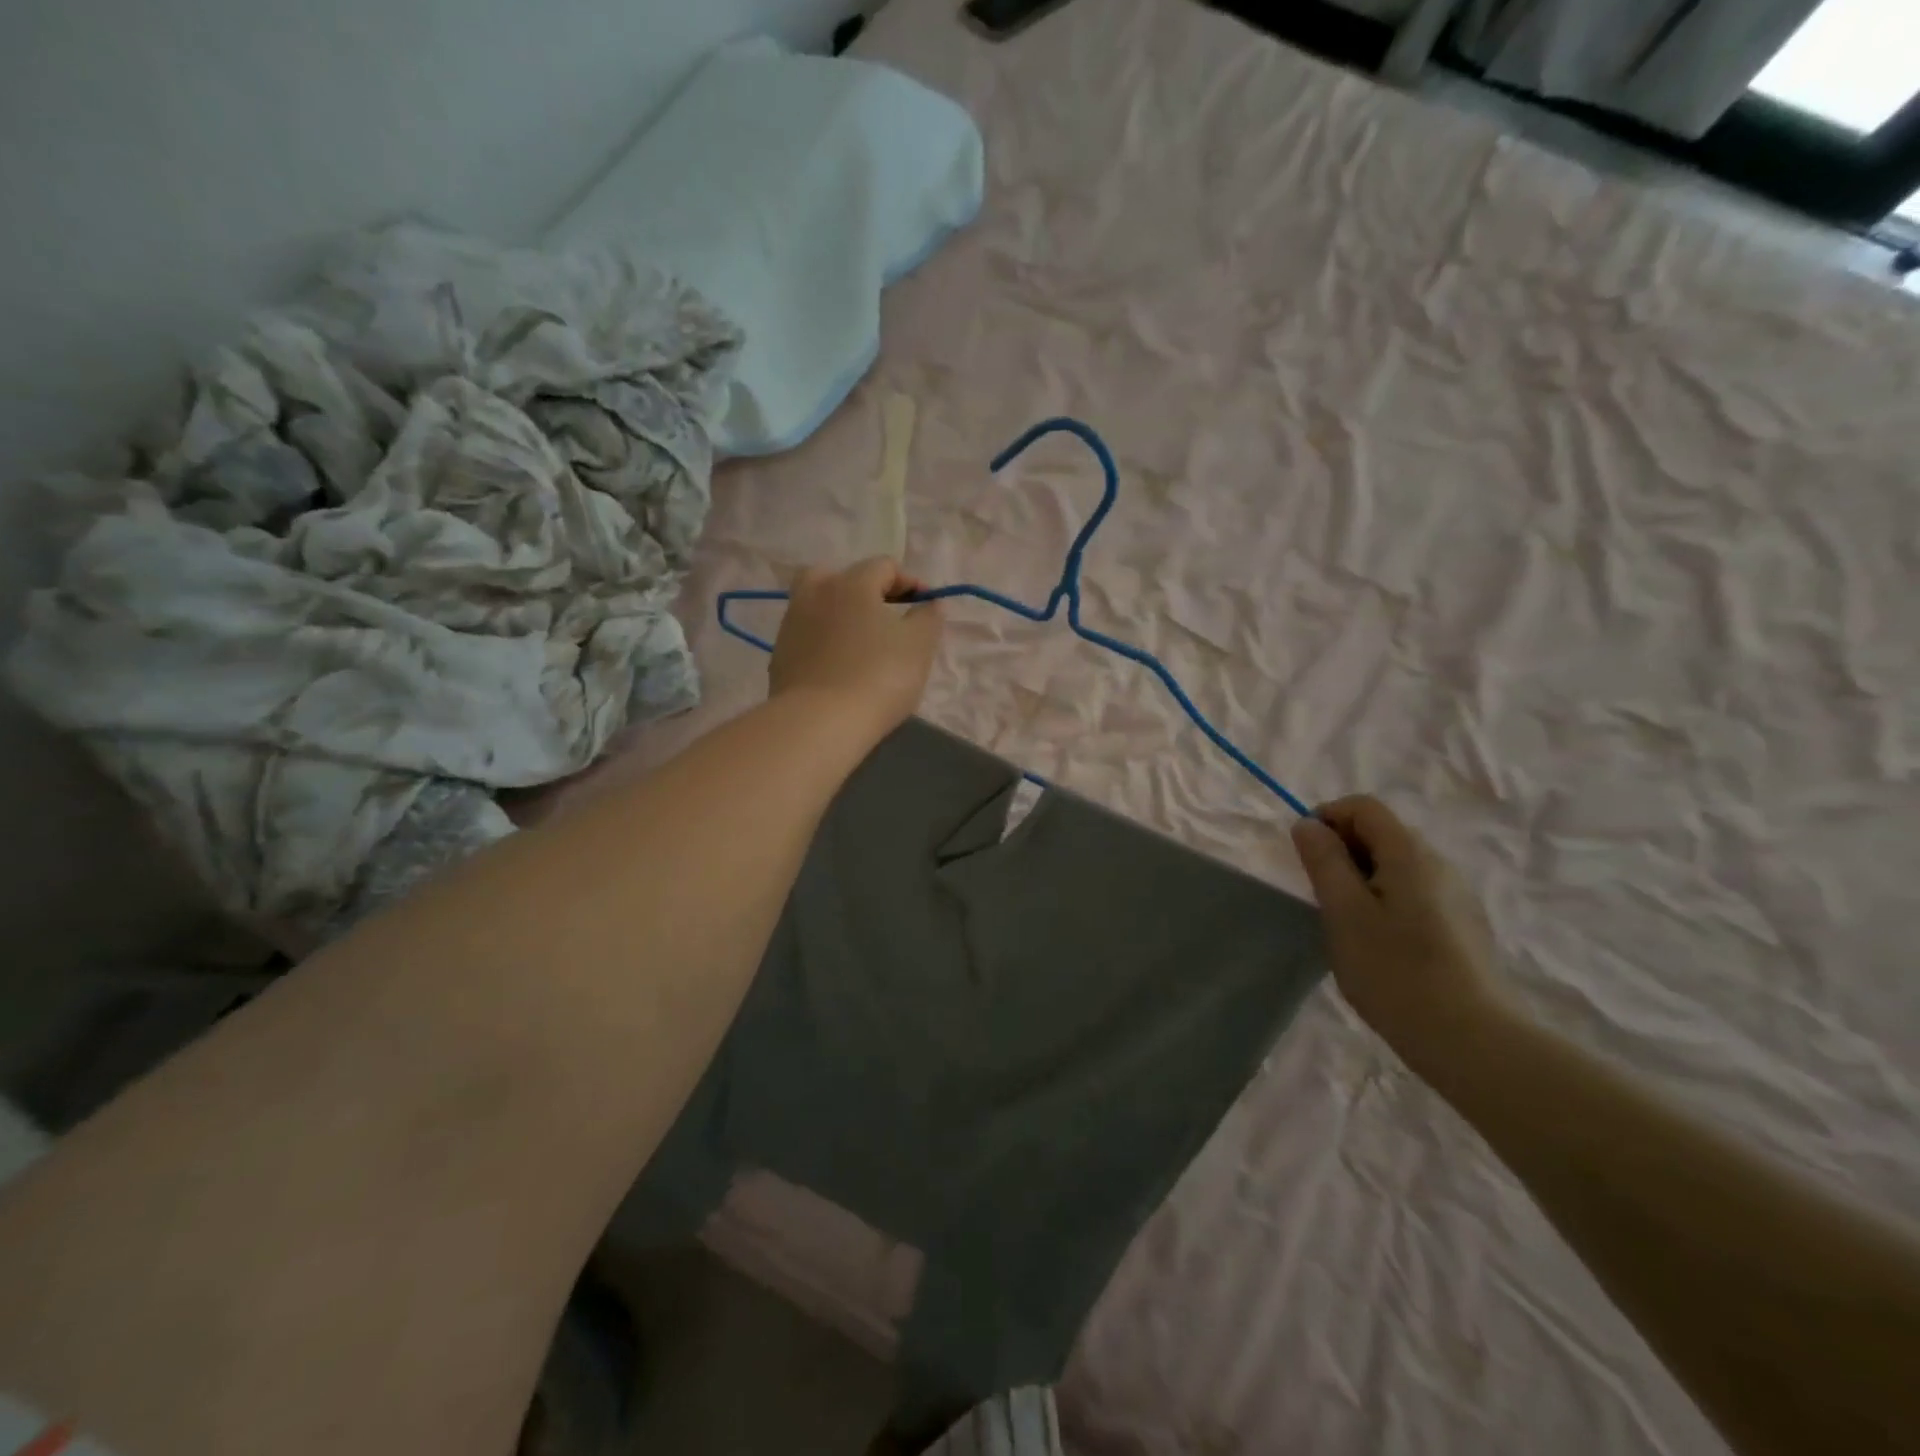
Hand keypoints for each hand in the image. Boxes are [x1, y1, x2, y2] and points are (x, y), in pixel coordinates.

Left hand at [770, 558, 942, 741]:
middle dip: (863, 590)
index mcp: (851, 583)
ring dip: (839, 616)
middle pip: (839, 577)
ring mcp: (791, 625)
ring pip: (817, 606)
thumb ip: (928, 618)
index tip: (926, 607)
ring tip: (860, 644)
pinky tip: (839, 668)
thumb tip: (930, 603)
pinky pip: (806, 637)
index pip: (884, 566)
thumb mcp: (919, 646)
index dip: (909, 582)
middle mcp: (815, 593)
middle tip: (883, 616)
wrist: (819, 723)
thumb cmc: (879, 677)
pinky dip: (823, 643)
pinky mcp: (779, 656)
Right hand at [1291, 795, 1509, 1074]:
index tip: (1305, 854)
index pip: (1364, 806)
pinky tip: (1378, 943)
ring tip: (1345, 922)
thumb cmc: (1395, 970)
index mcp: (1410, 854)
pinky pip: (1413, 892)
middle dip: (1342, 850)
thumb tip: (1309, 824)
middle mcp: (1439, 864)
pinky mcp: (1462, 925)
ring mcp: (1456, 896)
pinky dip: (1384, 900)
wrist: (1470, 1040)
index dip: (1327, 817)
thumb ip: (1324, 861)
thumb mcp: (1343, 912)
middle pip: (1382, 832)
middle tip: (1320, 894)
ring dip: (1361, 877)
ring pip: (1396, 865)